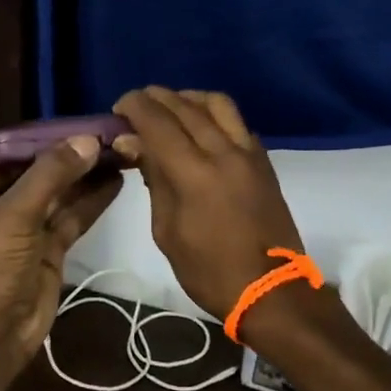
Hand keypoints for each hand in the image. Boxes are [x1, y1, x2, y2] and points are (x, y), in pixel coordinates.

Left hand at [0, 138, 122, 370]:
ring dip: (85, 177)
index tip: (73, 124)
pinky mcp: (49, 251)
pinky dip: (92, 201)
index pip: (5, 157)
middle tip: (104, 135)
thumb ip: (51, 175)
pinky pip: (71, 219)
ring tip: (117, 152)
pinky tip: (116, 181)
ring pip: (58, 196)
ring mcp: (25, 232)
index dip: (37, 140)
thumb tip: (88, 141)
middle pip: (36, 175)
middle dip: (68, 157)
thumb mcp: (15, 214)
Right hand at [112, 87, 307, 322]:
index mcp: (195, 174)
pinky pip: (237, 123)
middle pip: (187, 106)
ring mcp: (249, 154)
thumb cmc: (210, 271)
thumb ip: (154, 180)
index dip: (135, 107)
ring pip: (218, 104)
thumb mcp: (167, 231)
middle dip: (157, 98)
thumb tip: (133, 143)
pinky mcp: (264, 162)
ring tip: (170, 108)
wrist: (271, 291)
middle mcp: (224, 152)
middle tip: (136, 105)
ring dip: (189, 98)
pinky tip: (201, 128)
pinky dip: (214, 115)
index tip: (119, 107)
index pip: (159, 122)